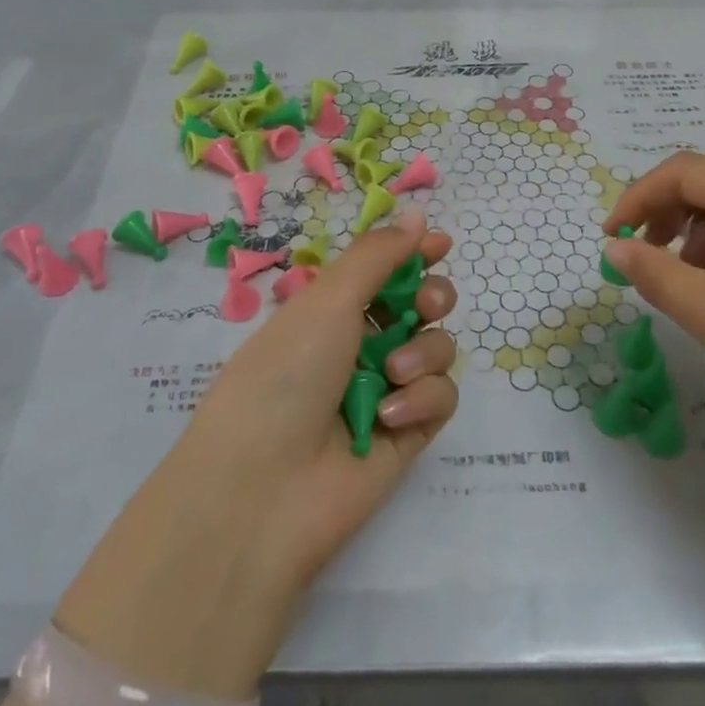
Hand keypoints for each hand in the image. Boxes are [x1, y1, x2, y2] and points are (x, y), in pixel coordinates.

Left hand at [54, 210, 457, 698]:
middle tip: (427, 304)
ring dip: (424, 352)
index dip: (413, 254)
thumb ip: (379, 256)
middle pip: (421, 306)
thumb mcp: (327, 301)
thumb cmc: (286, 375)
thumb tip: (418, 216)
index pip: (383, 271)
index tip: (440, 244)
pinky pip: (441, 398)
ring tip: (393, 374)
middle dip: (432, 297)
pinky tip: (392, 414)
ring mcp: (386, 390)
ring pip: (437, 349)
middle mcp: (360, 345)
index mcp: (331, 310)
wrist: (263, 489)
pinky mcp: (408, 433)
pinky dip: (422, 399)